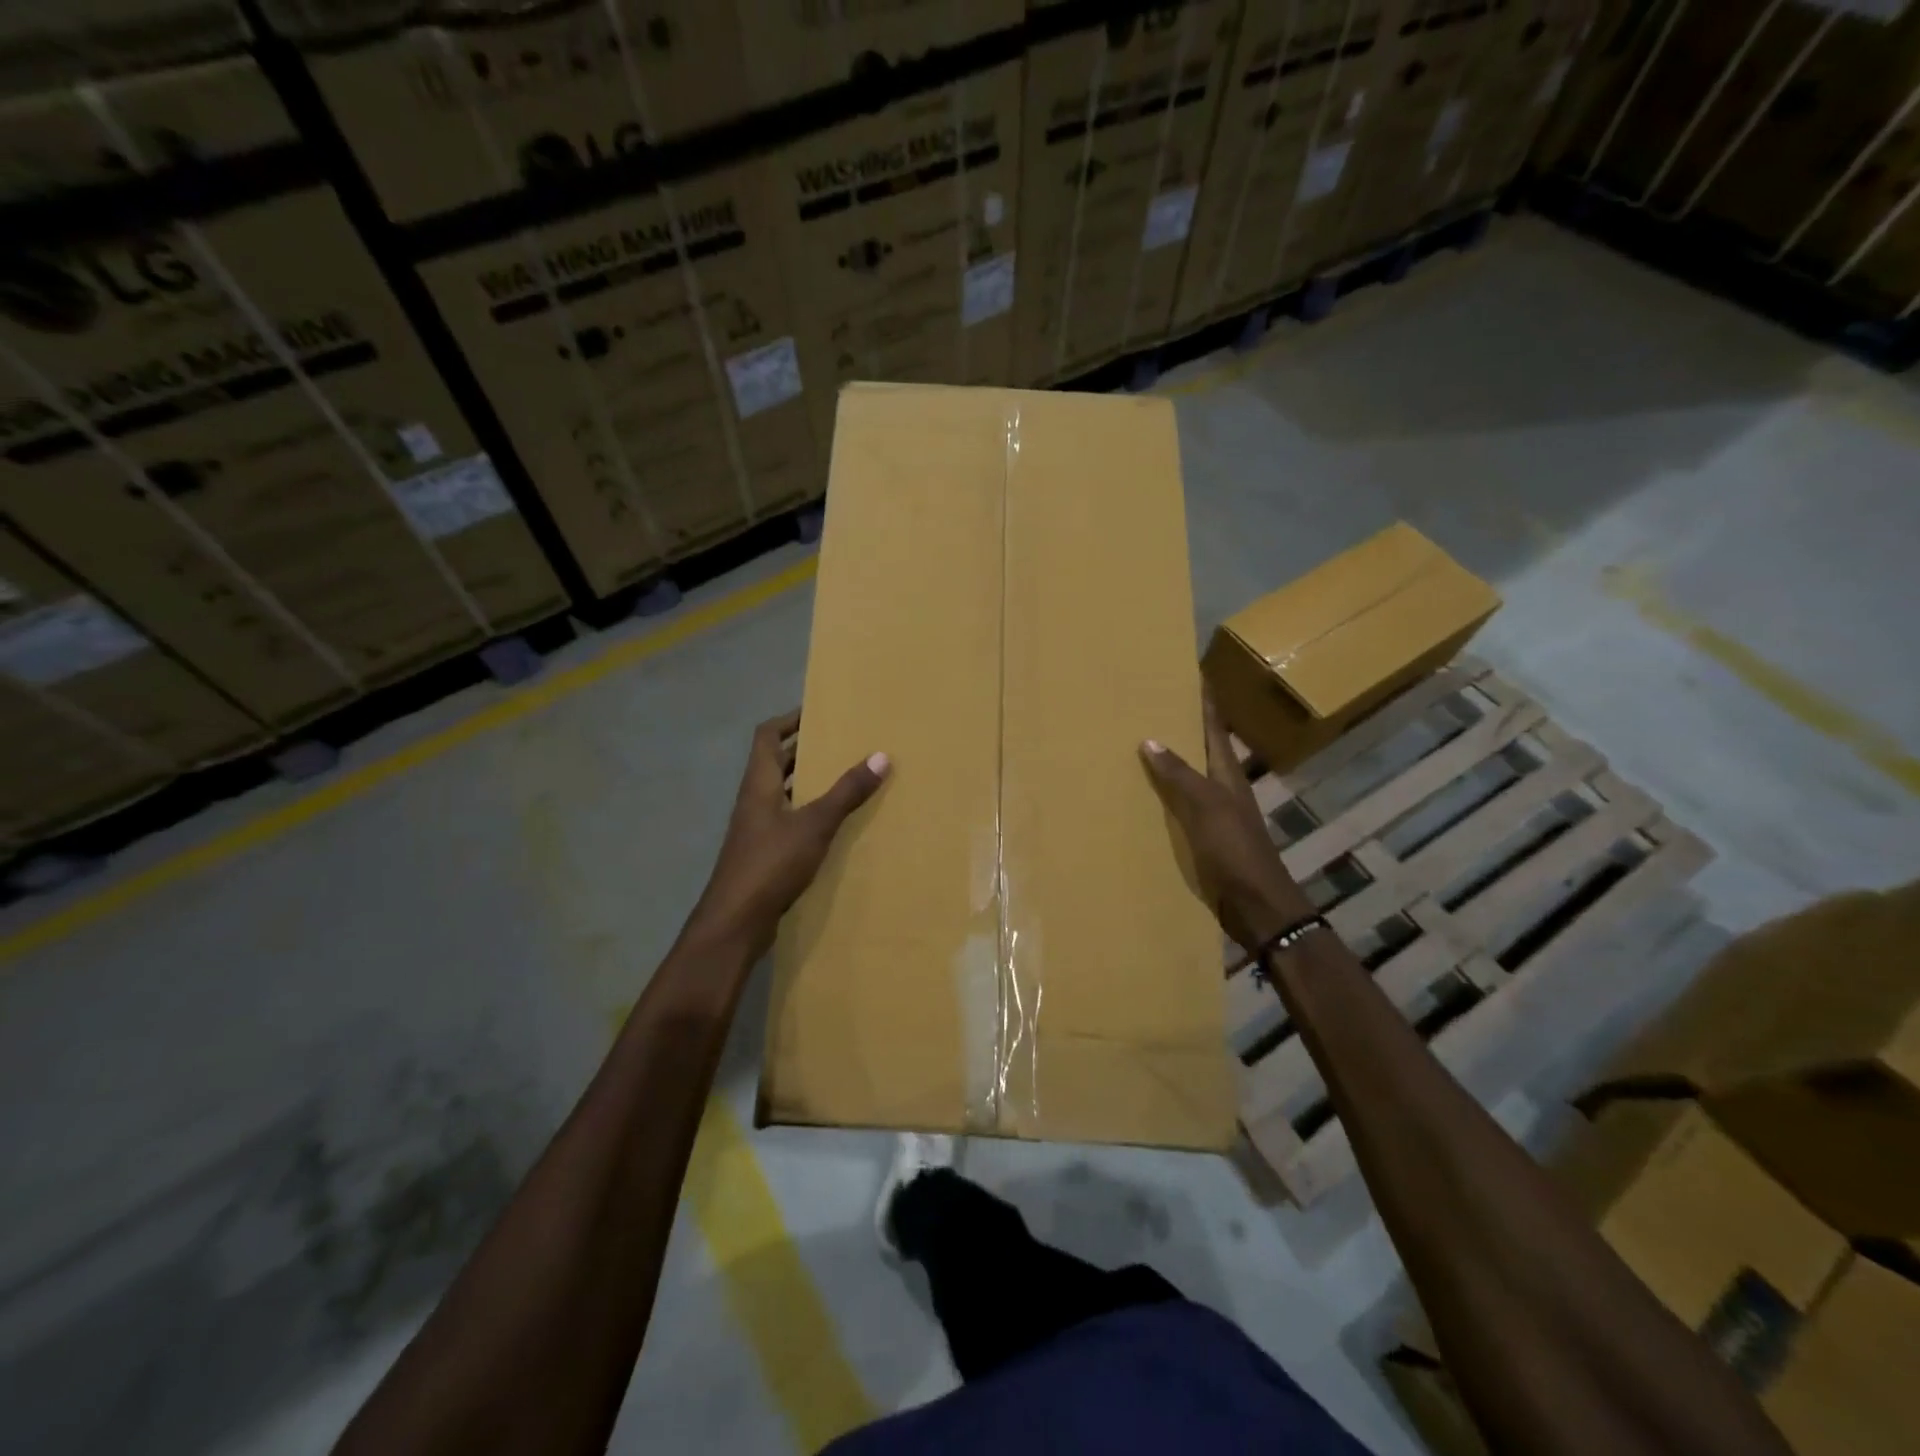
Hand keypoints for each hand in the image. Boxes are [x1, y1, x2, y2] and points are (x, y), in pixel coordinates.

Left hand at [687, 709, 888, 957]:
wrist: (735, 922)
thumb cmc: (770, 864)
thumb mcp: (814, 824)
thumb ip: (846, 792)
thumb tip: (881, 755)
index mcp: (759, 784)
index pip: (767, 736)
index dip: (789, 720)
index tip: (818, 712)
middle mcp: (754, 800)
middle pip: (775, 763)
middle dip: (804, 749)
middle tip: (840, 742)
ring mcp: (756, 829)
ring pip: (783, 793)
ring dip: (807, 782)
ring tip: (843, 777)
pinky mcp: (763, 854)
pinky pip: (788, 821)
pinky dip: (808, 813)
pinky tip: (833, 823)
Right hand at [1140, 694, 1314, 953]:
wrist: (1256, 905)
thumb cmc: (1236, 851)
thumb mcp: (1207, 807)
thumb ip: (1179, 775)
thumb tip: (1150, 739)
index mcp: (1226, 773)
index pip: (1213, 726)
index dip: (1203, 699)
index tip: (1189, 671)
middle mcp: (1220, 787)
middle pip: (1198, 747)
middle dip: (1178, 724)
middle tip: (1146, 702)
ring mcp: (1212, 813)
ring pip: (1185, 776)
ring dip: (1166, 759)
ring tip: (1134, 741)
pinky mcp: (1201, 836)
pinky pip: (1176, 805)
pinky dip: (1160, 793)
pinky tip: (1138, 794)